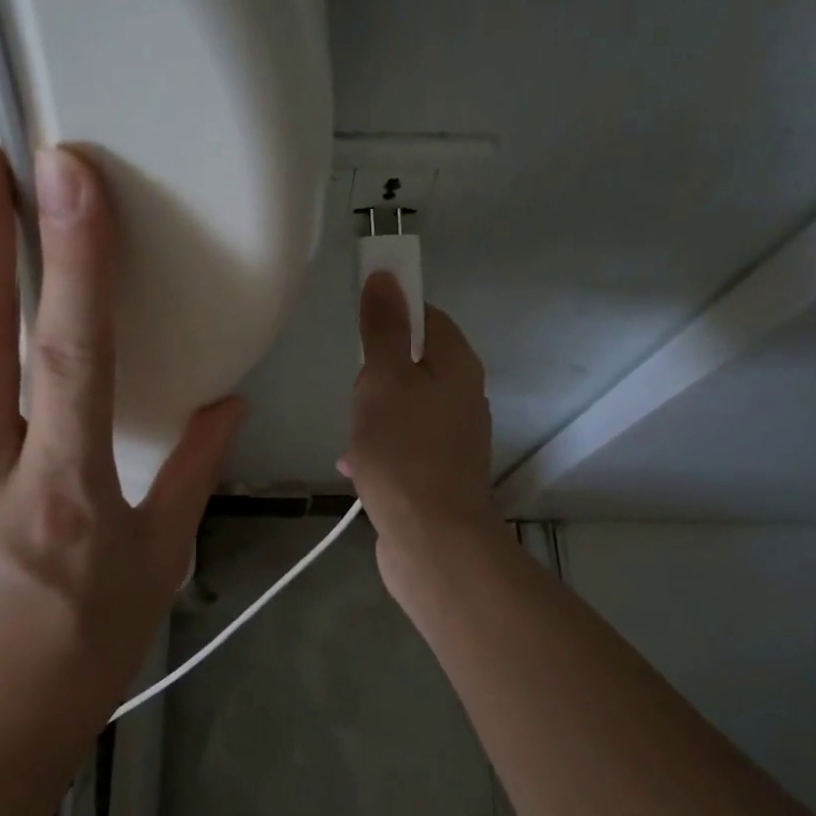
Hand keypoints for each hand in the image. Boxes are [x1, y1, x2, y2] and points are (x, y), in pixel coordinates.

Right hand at [342, 273, 501, 593]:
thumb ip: (385, 329)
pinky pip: (404, 445)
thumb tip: (387, 276)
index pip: (428, 317)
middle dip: (379, 370)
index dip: (394, 312)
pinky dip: (380, 447)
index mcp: (457, 367)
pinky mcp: (438, 475)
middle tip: (355, 387)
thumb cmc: (404, 450)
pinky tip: (353, 465)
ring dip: (376, 411)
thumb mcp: (384, 379)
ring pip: (407, 407)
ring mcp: (453, 439)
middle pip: (417, 363)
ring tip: (351, 428)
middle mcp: (464, 398)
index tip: (360, 326)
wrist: (431, 540)